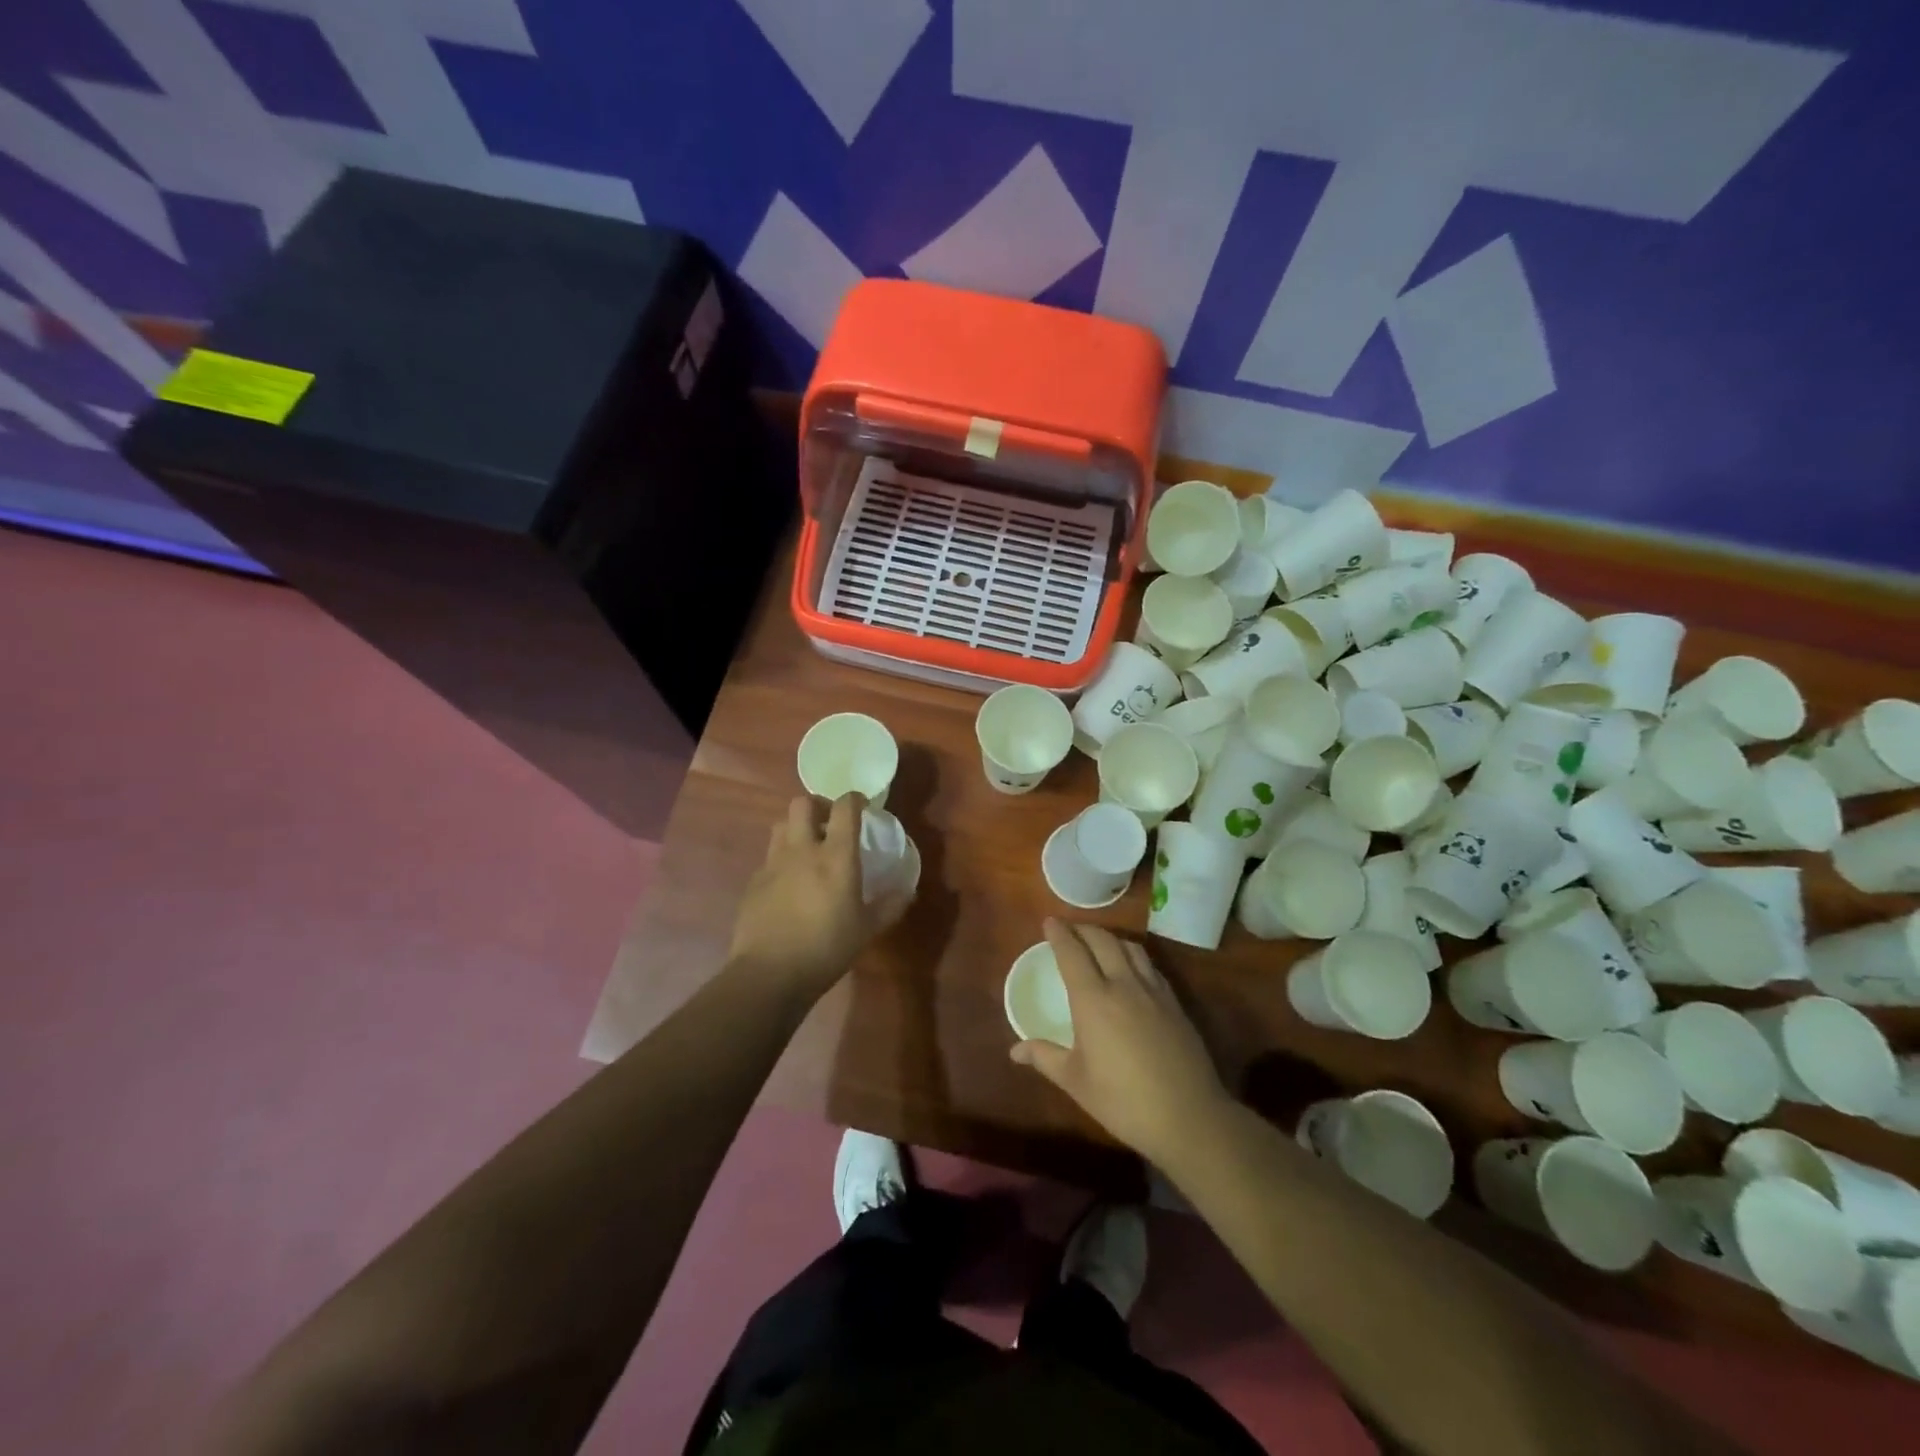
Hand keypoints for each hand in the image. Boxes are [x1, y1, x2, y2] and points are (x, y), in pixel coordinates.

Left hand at [729, 794, 909, 999]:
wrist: (769, 974)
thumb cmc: (826, 948)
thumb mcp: (867, 930)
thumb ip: (890, 906)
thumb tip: (908, 892)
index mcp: (836, 856)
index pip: (844, 807)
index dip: (855, 799)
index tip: (864, 806)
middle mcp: (802, 850)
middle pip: (803, 803)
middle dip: (818, 805)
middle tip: (831, 824)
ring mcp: (773, 864)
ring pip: (781, 825)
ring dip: (796, 828)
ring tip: (809, 849)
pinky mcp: (754, 882)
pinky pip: (769, 857)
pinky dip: (782, 860)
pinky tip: (789, 884)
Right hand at [1010, 920, 1232, 1165]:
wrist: (1188, 1116)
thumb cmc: (1123, 1101)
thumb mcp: (1076, 1081)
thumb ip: (1045, 1057)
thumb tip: (1015, 1050)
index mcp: (1093, 1000)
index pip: (1072, 954)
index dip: (1059, 934)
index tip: (1049, 922)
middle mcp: (1123, 985)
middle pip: (1102, 941)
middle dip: (1083, 929)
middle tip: (1070, 929)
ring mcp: (1153, 991)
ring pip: (1130, 948)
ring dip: (1110, 938)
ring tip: (1100, 943)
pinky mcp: (1174, 1003)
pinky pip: (1150, 966)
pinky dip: (1134, 956)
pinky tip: (1132, 969)